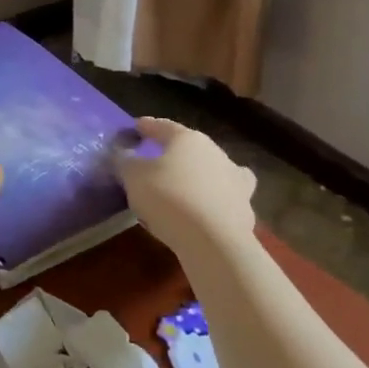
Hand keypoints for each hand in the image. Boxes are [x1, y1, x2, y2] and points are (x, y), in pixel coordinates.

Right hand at [117, 117, 257, 258]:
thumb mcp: (133, 176)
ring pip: (216, 170)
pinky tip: (206, 211)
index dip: (148, 126)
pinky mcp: (244, 209)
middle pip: (192, 147)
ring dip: (202, 174)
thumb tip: (124, 155)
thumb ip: (126, 162)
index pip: (164, 127)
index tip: (137, 127)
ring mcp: (234, 180)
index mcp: (188, 139)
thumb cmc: (169, 197)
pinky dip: (216, 201)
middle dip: (176, 152)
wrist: (213, 241)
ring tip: (188, 185)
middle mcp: (215, 153)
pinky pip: (225, 199)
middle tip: (159, 159)